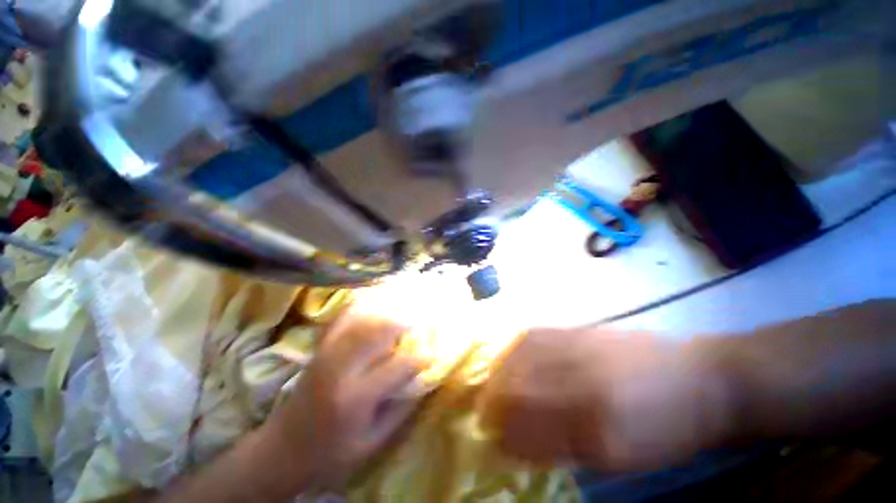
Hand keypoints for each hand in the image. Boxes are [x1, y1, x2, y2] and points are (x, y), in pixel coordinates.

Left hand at [262, 312, 423, 488]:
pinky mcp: (319, 349)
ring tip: (401, 313)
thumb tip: (423, 381)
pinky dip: (358, 307)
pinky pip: (340, 319)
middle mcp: (341, 368)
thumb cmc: (331, 453)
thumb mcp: (372, 443)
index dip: (420, 359)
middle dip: (403, 324)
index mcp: (356, 397)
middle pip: (379, 332)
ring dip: (385, 314)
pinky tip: (371, 304)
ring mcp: (327, 353)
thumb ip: (401, 410)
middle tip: (419, 323)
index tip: (432, 355)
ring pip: (362, 321)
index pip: (398, 367)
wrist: (282, 449)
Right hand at [477, 328, 733, 470]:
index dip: (503, 432)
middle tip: (485, 411)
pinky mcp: (578, 329)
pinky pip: (533, 336)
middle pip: (516, 384)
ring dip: (499, 372)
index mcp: (596, 422)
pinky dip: (514, 350)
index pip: (528, 425)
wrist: (701, 379)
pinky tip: (512, 358)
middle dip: (493, 400)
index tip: (491, 438)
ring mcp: (576, 345)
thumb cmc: (667, 429)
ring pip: (519, 355)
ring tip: (493, 385)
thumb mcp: (621, 456)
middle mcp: (579, 376)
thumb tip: (520, 443)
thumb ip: (564, 448)